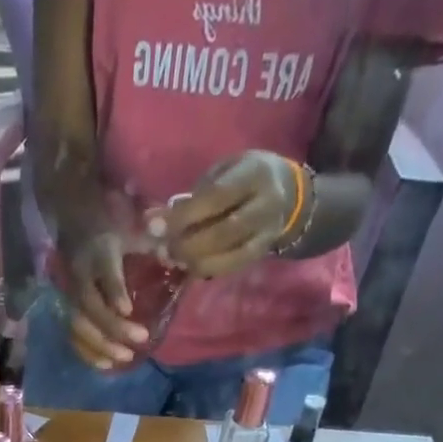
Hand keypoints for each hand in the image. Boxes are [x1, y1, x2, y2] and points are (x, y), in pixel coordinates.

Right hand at [60, 228, 147, 368]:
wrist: (75, 223)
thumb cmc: (113, 228)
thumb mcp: (134, 228)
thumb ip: (155, 244)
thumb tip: (179, 259)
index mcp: (100, 251)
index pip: (105, 273)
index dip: (114, 291)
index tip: (128, 310)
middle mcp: (81, 275)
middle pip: (91, 306)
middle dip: (113, 327)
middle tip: (139, 340)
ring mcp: (71, 294)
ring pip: (79, 324)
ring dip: (100, 345)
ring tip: (125, 358)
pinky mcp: (67, 309)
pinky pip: (74, 336)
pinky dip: (88, 353)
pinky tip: (106, 365)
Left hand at [162, 151, 299, 278]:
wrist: (288, 195)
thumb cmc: (244, 178)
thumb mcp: (223, 171)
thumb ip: (193, 195)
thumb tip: (154, 220)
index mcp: (255, 174)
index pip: (216, 198)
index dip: (183, 216)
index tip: (155, 226)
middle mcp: (266, 205)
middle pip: (223, 232)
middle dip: (187, 244)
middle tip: (163, 248)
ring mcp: (266, 233)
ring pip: (228, 257)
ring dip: (194, 262)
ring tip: (174, 258)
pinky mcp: (260, 255)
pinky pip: (231, 268)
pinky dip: (206, 270)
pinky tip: (190, 266)